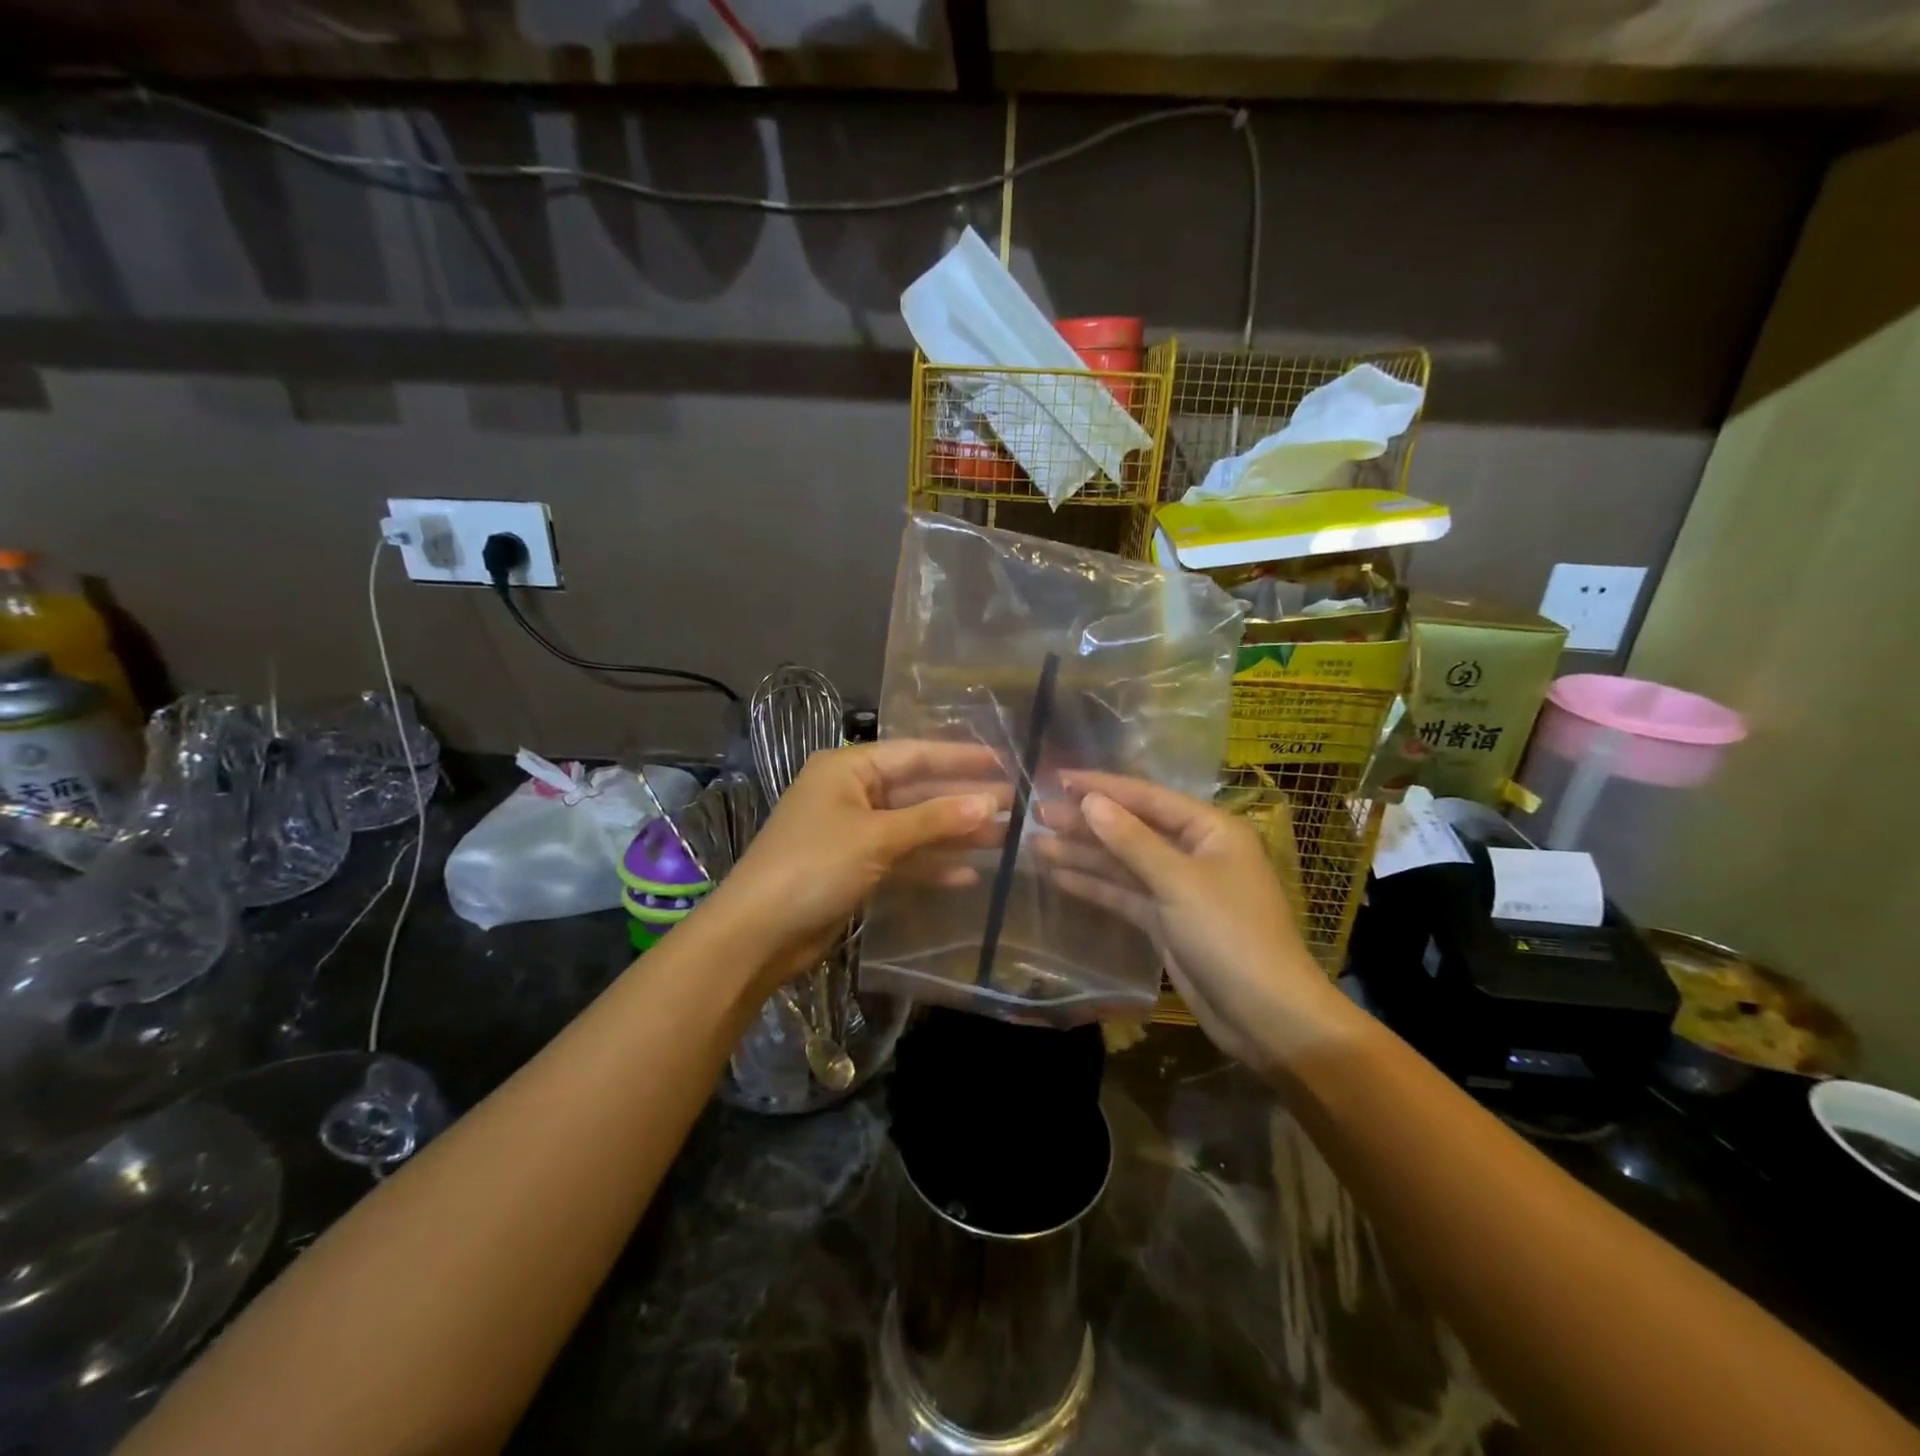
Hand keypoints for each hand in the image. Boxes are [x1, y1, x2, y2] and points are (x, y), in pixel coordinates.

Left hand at [703, 740, 1005, 990]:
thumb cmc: (813, 867)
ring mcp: (853, 833)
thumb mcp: (877, 838)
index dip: (961, 758)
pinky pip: (902, 859)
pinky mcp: (855, 869)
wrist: (757, 935)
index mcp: (848, 770)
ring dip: (954, 834)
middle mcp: (851, 794)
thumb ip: (935, 819)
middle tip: (1015, 805)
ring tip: (1003, 839)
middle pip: (918, 791)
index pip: (915, 754)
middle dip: (963, 799)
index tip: (1005, 760)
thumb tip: (991, 801)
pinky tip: (968, 874)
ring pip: (914, 827)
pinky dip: (931, 865)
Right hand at [1036, 772, 1363, 1072]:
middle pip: (1131, 829)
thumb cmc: (1231, 935)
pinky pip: (1124, 894)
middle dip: (1085, 822)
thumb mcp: (1179, 882)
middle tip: (1035, 814)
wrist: (1267, 1016)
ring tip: (1035, 845)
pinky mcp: (1165, 921)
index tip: (1057, 779)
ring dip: (1082, 854)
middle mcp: (1193, 852)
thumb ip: (1131, 840)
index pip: (1147, 797)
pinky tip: (1058, 876)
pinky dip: (1094, 886)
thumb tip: (1089, 801)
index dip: (1101, 787)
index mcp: (1209, 830)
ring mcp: (1178, 888)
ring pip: (1123, 863)